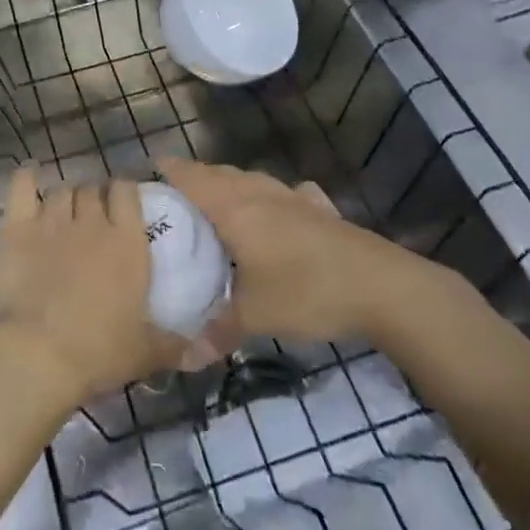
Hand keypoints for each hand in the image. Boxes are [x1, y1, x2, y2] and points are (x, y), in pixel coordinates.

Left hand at [0, 166, 183, 411]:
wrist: (35, 355)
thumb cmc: (96, 353)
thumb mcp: (144, 354)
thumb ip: (173, 345)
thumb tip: (197, 351)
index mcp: (126, 242)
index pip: (127, 191)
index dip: (123, 191)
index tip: (122, 203)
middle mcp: (91, 221)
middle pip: (92, 189)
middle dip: (93, 197)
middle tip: (91, 217)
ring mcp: (52, 220)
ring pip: (62, 190)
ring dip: (66, 197)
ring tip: (63, 212)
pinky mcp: (17, 227)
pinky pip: (22, 185)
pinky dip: (27, 177)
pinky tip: (30, 175)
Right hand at [160, 158, 449, 344]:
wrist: (382, 286)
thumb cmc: (307, 291)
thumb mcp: (256, 317)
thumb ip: (218, 332)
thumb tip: (184, 358)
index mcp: (234, 207)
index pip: (190, 176)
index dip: (168, 171)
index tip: (147, 175)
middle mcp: (259, 192)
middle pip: (218, 173)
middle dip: (195, 180)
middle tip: (175, 202)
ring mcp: (293, 197)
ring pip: (251, 180)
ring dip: (231, 186)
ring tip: (218, 207)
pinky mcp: (320, 210)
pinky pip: (286, 194)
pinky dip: (273, 199)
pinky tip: (279, 214)